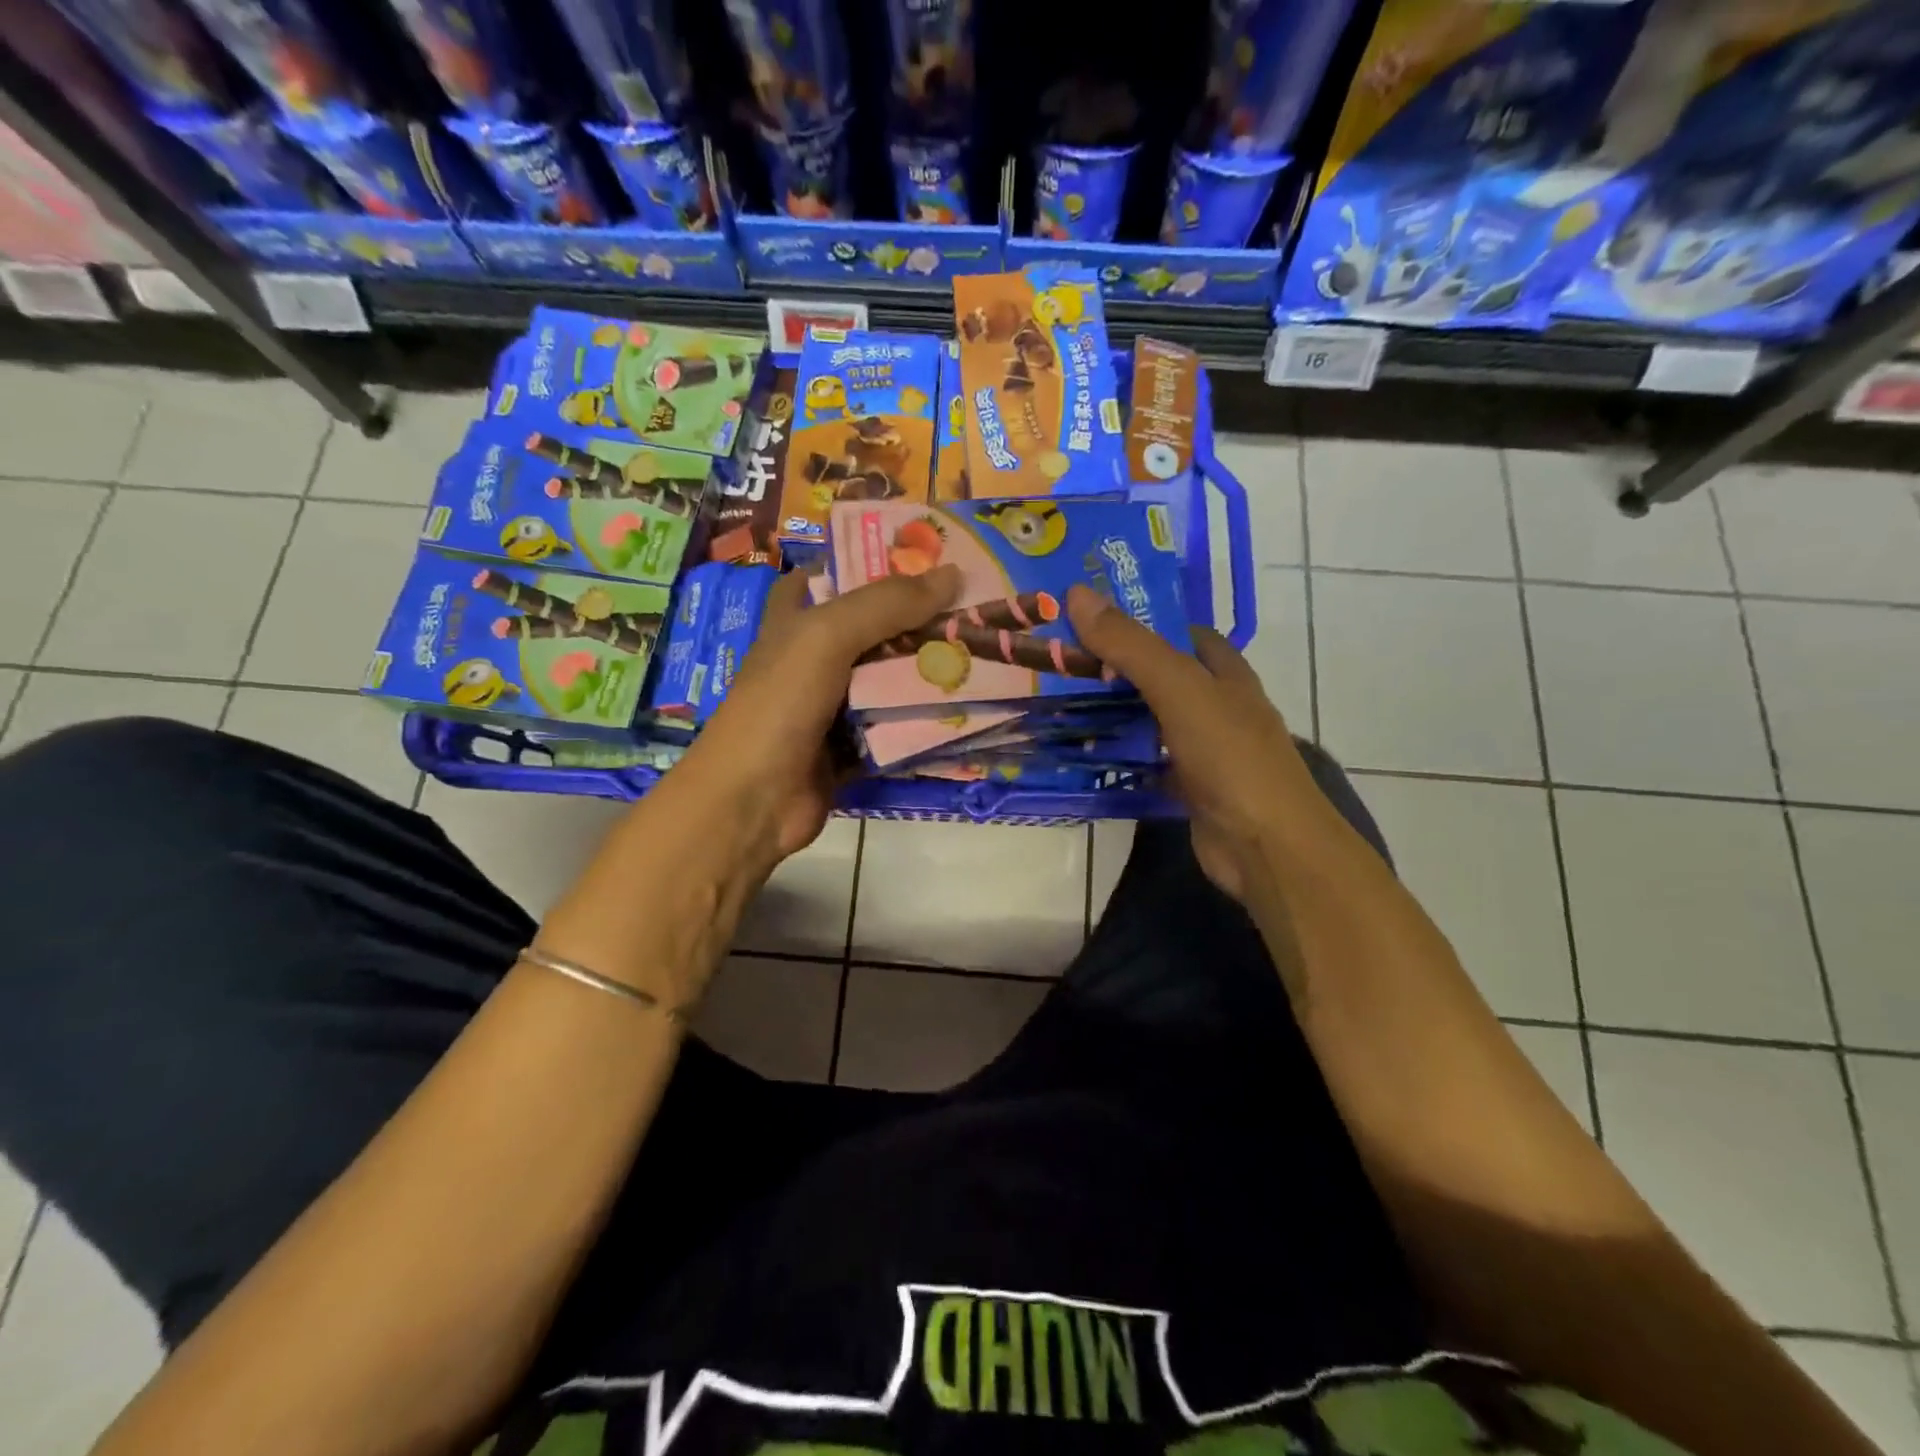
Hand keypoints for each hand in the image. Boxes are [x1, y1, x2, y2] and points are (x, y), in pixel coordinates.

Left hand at [662, 565, 961, 878]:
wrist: (754, 800)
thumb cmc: (780, 704)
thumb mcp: (827, 637)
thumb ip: (886, 603)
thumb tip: (953, 574)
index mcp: (796, 620)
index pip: (835, 575)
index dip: (876, 562)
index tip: (931, 556)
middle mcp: (816, 657)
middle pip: (876, 628)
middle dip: (921, 619)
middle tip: (978, 607)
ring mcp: (835, 704)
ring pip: (891, 678)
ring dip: (931, 671)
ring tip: (987, 651)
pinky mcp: (853, 745)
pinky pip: (897, 725)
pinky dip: (926, 719)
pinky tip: (971, 706)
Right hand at [1065, 584, 1337, 901]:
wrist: (1265, 845)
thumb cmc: (1229, 755)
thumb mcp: (1178, 688)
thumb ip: (1130, 644)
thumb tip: (1078, 594)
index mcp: (1226, 673)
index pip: (1183, 634)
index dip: (1143, 621)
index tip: (1091, 620)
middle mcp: (1219, 706)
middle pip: (1162, 677)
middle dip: (1119, 669)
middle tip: (1063, 662)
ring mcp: (1206, 750)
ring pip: (1153, 721)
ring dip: (1116, 714)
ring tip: (1061, 703)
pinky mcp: (1190, 787)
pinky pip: (1149, 762)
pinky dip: (1122, 757)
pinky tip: (1084, 754)